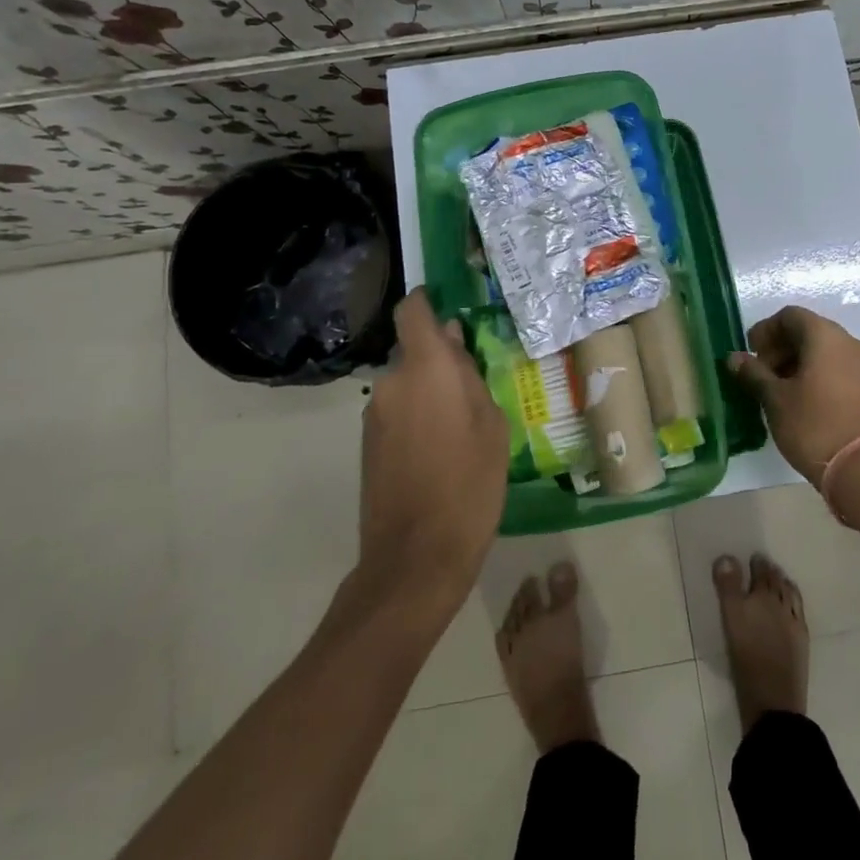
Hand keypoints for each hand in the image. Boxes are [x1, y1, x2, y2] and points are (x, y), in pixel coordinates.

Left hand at [358, 289, 507, 611]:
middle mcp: (391, 383)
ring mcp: (374, 415)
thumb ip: (470, 376)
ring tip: (461, 428)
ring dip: (429, 393)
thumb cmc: (470, 482)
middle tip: (475, 389)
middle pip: (414, 353)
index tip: (448, 310)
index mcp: (425, 369)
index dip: (426, 303)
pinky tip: (440, 451)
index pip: (413, 312)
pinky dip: (417, 419)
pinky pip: (397, 413)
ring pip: (407, 386)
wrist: (417, 556)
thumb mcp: (492, 424)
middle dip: (440, 362)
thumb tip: (453, 345)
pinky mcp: (367, 445)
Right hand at [729, 306, 859, 483]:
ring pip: (822, 350)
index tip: (750, 352)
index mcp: (825, 336)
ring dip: (795, 361)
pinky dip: (814, 373)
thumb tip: (734, 358)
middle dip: (780, 347)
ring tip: (776, 388)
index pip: (790, 316)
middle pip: (807, 330)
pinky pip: (835, 367)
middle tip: (759, 372)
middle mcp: (848, 342)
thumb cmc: (812, 425)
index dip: (766, 330)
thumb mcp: (774, 398)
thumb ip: (753, 373)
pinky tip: (798, 399)